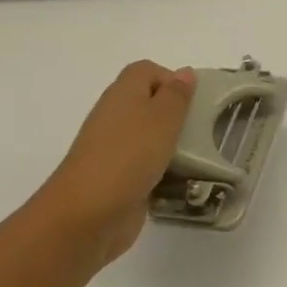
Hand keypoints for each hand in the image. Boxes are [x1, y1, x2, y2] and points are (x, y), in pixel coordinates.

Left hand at [34, 61, 195, 269]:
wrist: (87, 215)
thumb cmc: (129, 155)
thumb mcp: (163, 117)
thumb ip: (177, 94)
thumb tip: (184, 72)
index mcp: (122, 93)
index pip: (147, 71)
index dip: (171, 79)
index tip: (192, 101)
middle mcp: (115, 117)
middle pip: (149, 103)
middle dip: (176, 114)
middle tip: (199, 128)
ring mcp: (113, 149)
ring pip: (149, 136)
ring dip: (172, 144)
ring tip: (196, 156)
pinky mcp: (117, 179)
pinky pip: (146, 165)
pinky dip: (163, 170)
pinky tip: (180, 181)